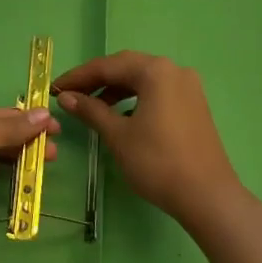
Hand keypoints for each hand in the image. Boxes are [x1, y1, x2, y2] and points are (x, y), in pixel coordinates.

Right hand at [53, 52, 245, 231]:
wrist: (207, 196)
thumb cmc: (157, 162)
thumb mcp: (118, 135)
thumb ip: (91, 110)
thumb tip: (66, 97)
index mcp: (155, 71)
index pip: (107, 66)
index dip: (78, 77)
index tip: (54, 89)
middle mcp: (174, 70)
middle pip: (126, 67)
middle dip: (96, 80)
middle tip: (70, 95)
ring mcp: (188, 87)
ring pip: (143, 80)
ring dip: (115, 90)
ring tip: (92, 107)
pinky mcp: (194, 105)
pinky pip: (158, 92)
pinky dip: (135, 99)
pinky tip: (122, 116)